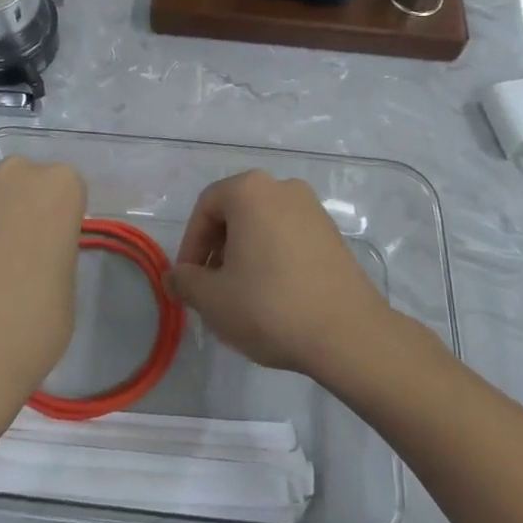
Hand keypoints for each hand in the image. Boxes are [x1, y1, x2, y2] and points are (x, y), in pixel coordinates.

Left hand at [0, 157, 84, 399]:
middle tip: (14, 253)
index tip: (49, 247)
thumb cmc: (33, 323)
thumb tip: (31, 252)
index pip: (64, 189)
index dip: (56, 218)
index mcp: (59, 187)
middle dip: (18, 207)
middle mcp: (13, 174)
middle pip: (21, 181)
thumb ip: (53, 249)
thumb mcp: (67, 283)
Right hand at [169, 170, 393, 382]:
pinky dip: (272, 256)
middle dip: (217, 249)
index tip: (190, 281)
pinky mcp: (333, 234)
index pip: (205, 208)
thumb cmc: (270, 306)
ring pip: (263, 225)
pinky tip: (273, 295)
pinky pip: (288, 236)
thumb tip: (175, 276)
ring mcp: (313, 209)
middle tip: (212, 287)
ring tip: (242, 295)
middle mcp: (283, 188)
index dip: (190, 245)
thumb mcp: (213, 299)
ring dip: (244, 253)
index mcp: (250, 191)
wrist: (348, 334)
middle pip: (235, 212)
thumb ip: (185, 282)